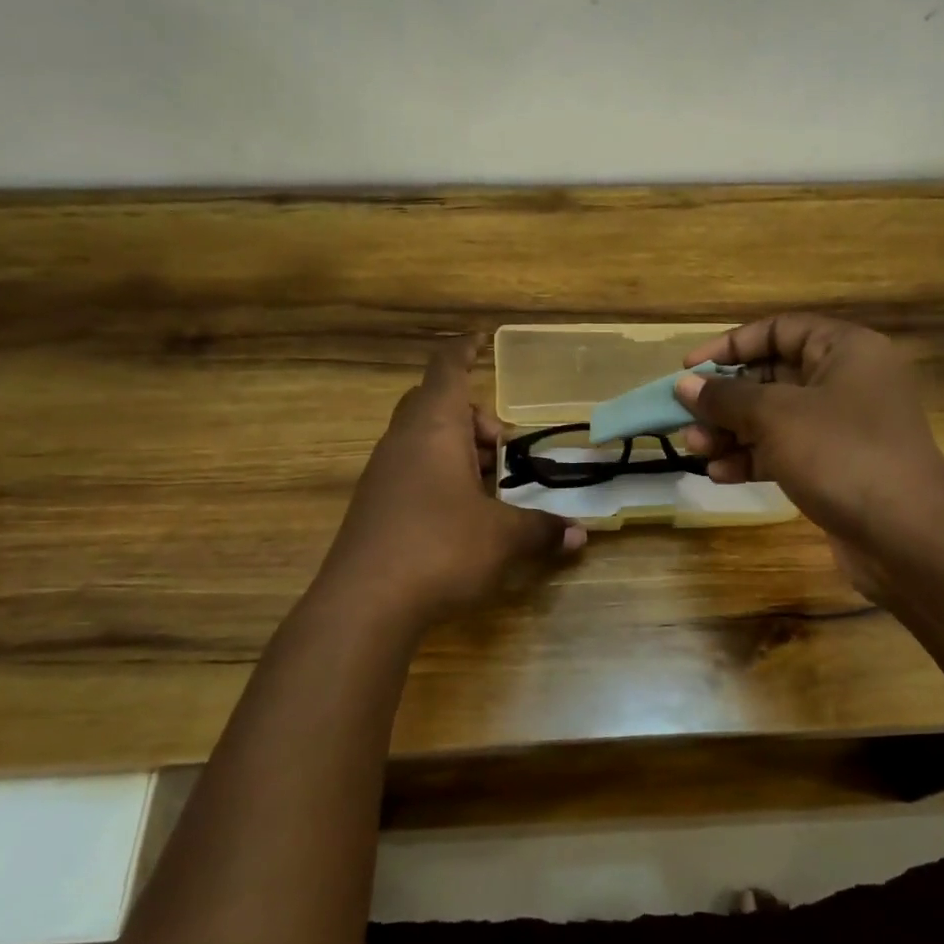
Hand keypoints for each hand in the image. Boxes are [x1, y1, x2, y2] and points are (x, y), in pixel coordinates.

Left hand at [318, 338, 584, 628]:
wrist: (363, 605)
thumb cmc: (440, 548)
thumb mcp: (502, 538)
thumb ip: (541, 529)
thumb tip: (579, 535)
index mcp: (433, 428)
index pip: (447, 370)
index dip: (465, 350)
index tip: (481, 338)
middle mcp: (403, 441)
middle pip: (434, 404)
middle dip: (472, 417)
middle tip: (501, 445)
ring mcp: (383, 474)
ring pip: (423, 440)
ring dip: (458, 451)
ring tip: (490, 485)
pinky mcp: (374, 506)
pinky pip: (411, 470)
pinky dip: (440, 476)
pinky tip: (462, 514)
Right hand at [674, 316, 943, 598]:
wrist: (908, 537)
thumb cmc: (842, 455)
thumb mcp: (776, 417)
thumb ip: (726, 397)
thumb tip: (685, 385)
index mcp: (845, 350)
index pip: (778, 330)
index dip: (730, 346)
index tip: (690, 369)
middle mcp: (847, 382)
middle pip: (772, 377)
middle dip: (726, 399)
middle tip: (686, 419)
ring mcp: (844, 427)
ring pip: (776, 418)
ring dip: (732, 432)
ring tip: (696, 450)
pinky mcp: (838, 466)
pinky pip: (787, 451)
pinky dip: (754, 459)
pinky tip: (720, 475)